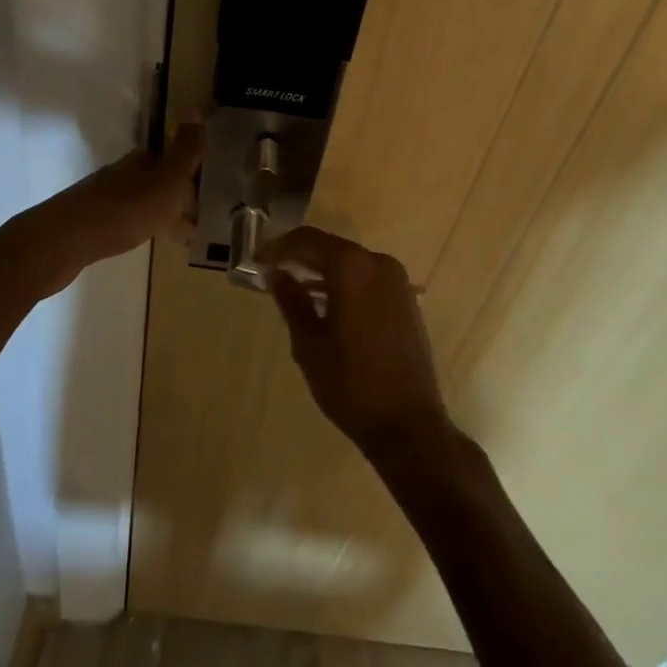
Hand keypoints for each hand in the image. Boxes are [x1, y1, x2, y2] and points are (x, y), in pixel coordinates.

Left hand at [0, 122, 203, 299]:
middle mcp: (122, 172)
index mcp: (142, 160)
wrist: (62, 242)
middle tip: (201, 217)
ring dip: (160, 212)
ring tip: (182, 235)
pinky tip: (146, 240)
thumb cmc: (123, 210)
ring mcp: (103, 197)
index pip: (173, 159)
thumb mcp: (166, 181)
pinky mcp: (90, 222)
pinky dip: (142, 227)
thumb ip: (185, 150)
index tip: (210, 192)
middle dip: (177, 194)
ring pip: (142, 199)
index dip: (191, 173)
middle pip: (157, 179)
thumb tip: (195, 107)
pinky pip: (126, 219)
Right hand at [266, 227, 452, 461]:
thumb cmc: (351, 383)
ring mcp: (398, 282)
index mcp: (353, 267)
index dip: (280, 247)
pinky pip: (368, 280)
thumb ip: (292, 302)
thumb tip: (277, 275)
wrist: (408, 425)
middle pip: (332, 248)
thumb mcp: (310, 344)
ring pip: (351, 264)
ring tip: (295, 288)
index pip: (308, 240)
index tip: (258, 259)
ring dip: (323, 271)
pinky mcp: (407, 301)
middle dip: (302, 257)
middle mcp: (379, 263)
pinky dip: (346, 284)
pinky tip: (327, 304)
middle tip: (273, 271)